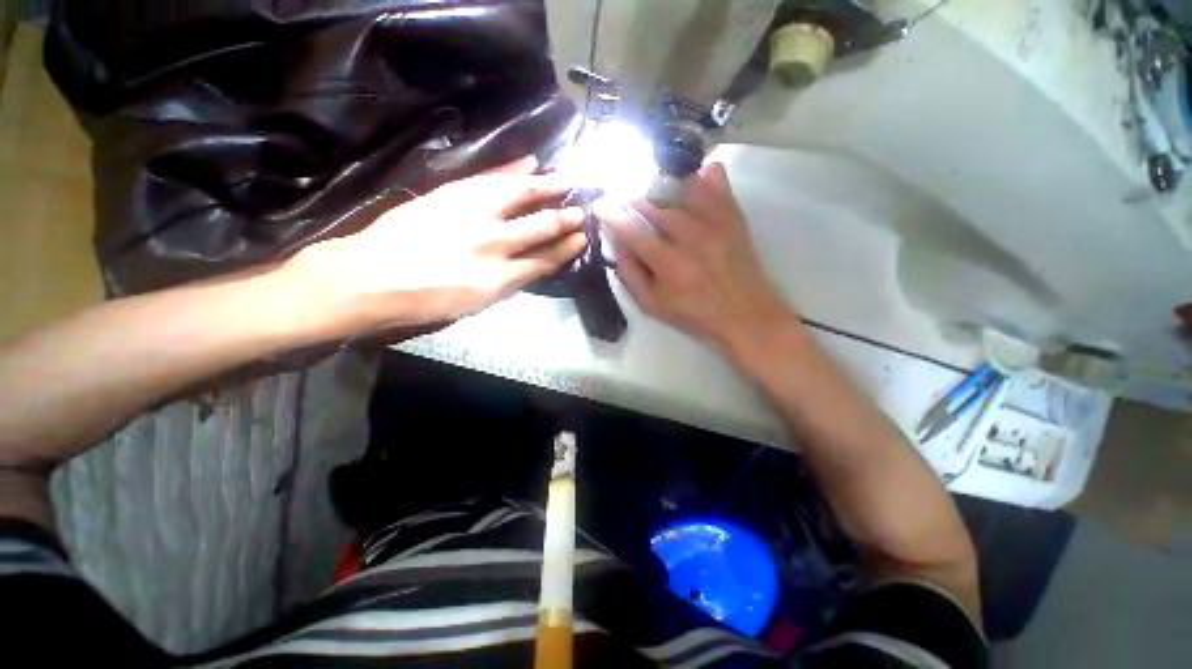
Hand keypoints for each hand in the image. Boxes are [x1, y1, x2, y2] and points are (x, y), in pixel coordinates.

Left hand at [296, 156, 586, 334]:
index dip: (567, 249)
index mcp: (500, 279)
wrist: (369, 279)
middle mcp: (494, 244)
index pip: (545, 260)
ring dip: (548, 186)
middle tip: (583, 209)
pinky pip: (490, 177)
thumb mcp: (474, 306)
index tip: (582, 238)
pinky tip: (531, 162)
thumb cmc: (423, 302)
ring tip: (567, 179)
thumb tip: (529, 265)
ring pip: (521, 194)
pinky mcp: (452, 194)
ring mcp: (473, 214)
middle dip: (566, 218)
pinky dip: (513, 169)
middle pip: (541, 226)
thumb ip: (507, 284)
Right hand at [592, 162, 792, 351]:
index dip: (610, 214)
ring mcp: (715, 222)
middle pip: (653, 205)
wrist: (746, 314)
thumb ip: (630, 274)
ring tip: (652, 197)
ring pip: (678, 189)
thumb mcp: (652, 305)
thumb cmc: (694, 315)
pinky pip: (714, 182)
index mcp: (668, 264)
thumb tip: (616, 242)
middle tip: (623, 203)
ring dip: (659, 190)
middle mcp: (691, 236)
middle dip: (631, 201)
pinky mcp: (733, 216)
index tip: (599, 206)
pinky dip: (699, 176)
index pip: (631, 229)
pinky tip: (691, 179)